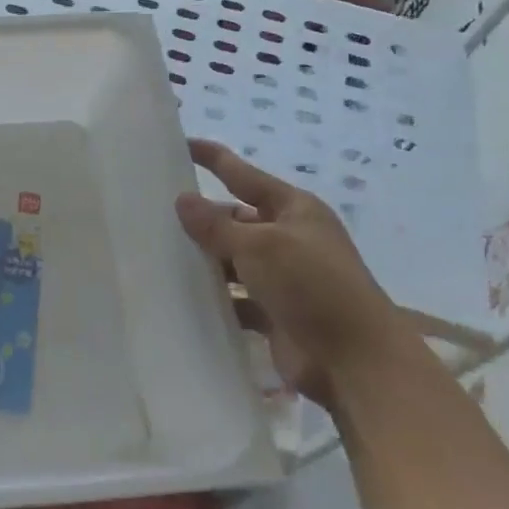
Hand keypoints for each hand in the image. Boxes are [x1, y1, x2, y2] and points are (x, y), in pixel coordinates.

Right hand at [174, 140, 405, 407]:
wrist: (356, 363)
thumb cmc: (313, 286)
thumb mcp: (260, 246)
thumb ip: (216, 225)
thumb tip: (183, 200)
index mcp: (295, 210)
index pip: (245, 175)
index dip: (214, 159)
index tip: (181, 145)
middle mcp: (290, 238)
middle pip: (235, 219)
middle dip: (201, 217)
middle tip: (152, 211)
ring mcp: (283, 278)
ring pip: (232, 260)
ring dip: (203, 259)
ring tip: (155, 252)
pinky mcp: (274, 313)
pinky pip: (234, 297)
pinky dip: (213, 297)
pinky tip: (178, 295)